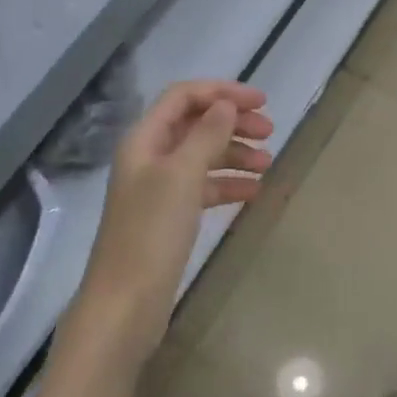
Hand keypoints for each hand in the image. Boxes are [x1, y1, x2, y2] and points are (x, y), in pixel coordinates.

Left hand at [73, 81, 272, 363]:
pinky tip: (254, 192)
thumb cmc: (152, 232)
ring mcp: (159, 189)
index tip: (261, 102)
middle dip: (233, 123)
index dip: (222, 92)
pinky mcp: (170, 217)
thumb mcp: (182, 175)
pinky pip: (204, 188)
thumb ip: (207, 135)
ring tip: (268, 164)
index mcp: (144, 139)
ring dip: (235, 154)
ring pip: (203, 156)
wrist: (125, 304)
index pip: (184, 97)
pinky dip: (228, 184)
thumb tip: (226, 105)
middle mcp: (150, 158)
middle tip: (270, 132)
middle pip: (195, 124)